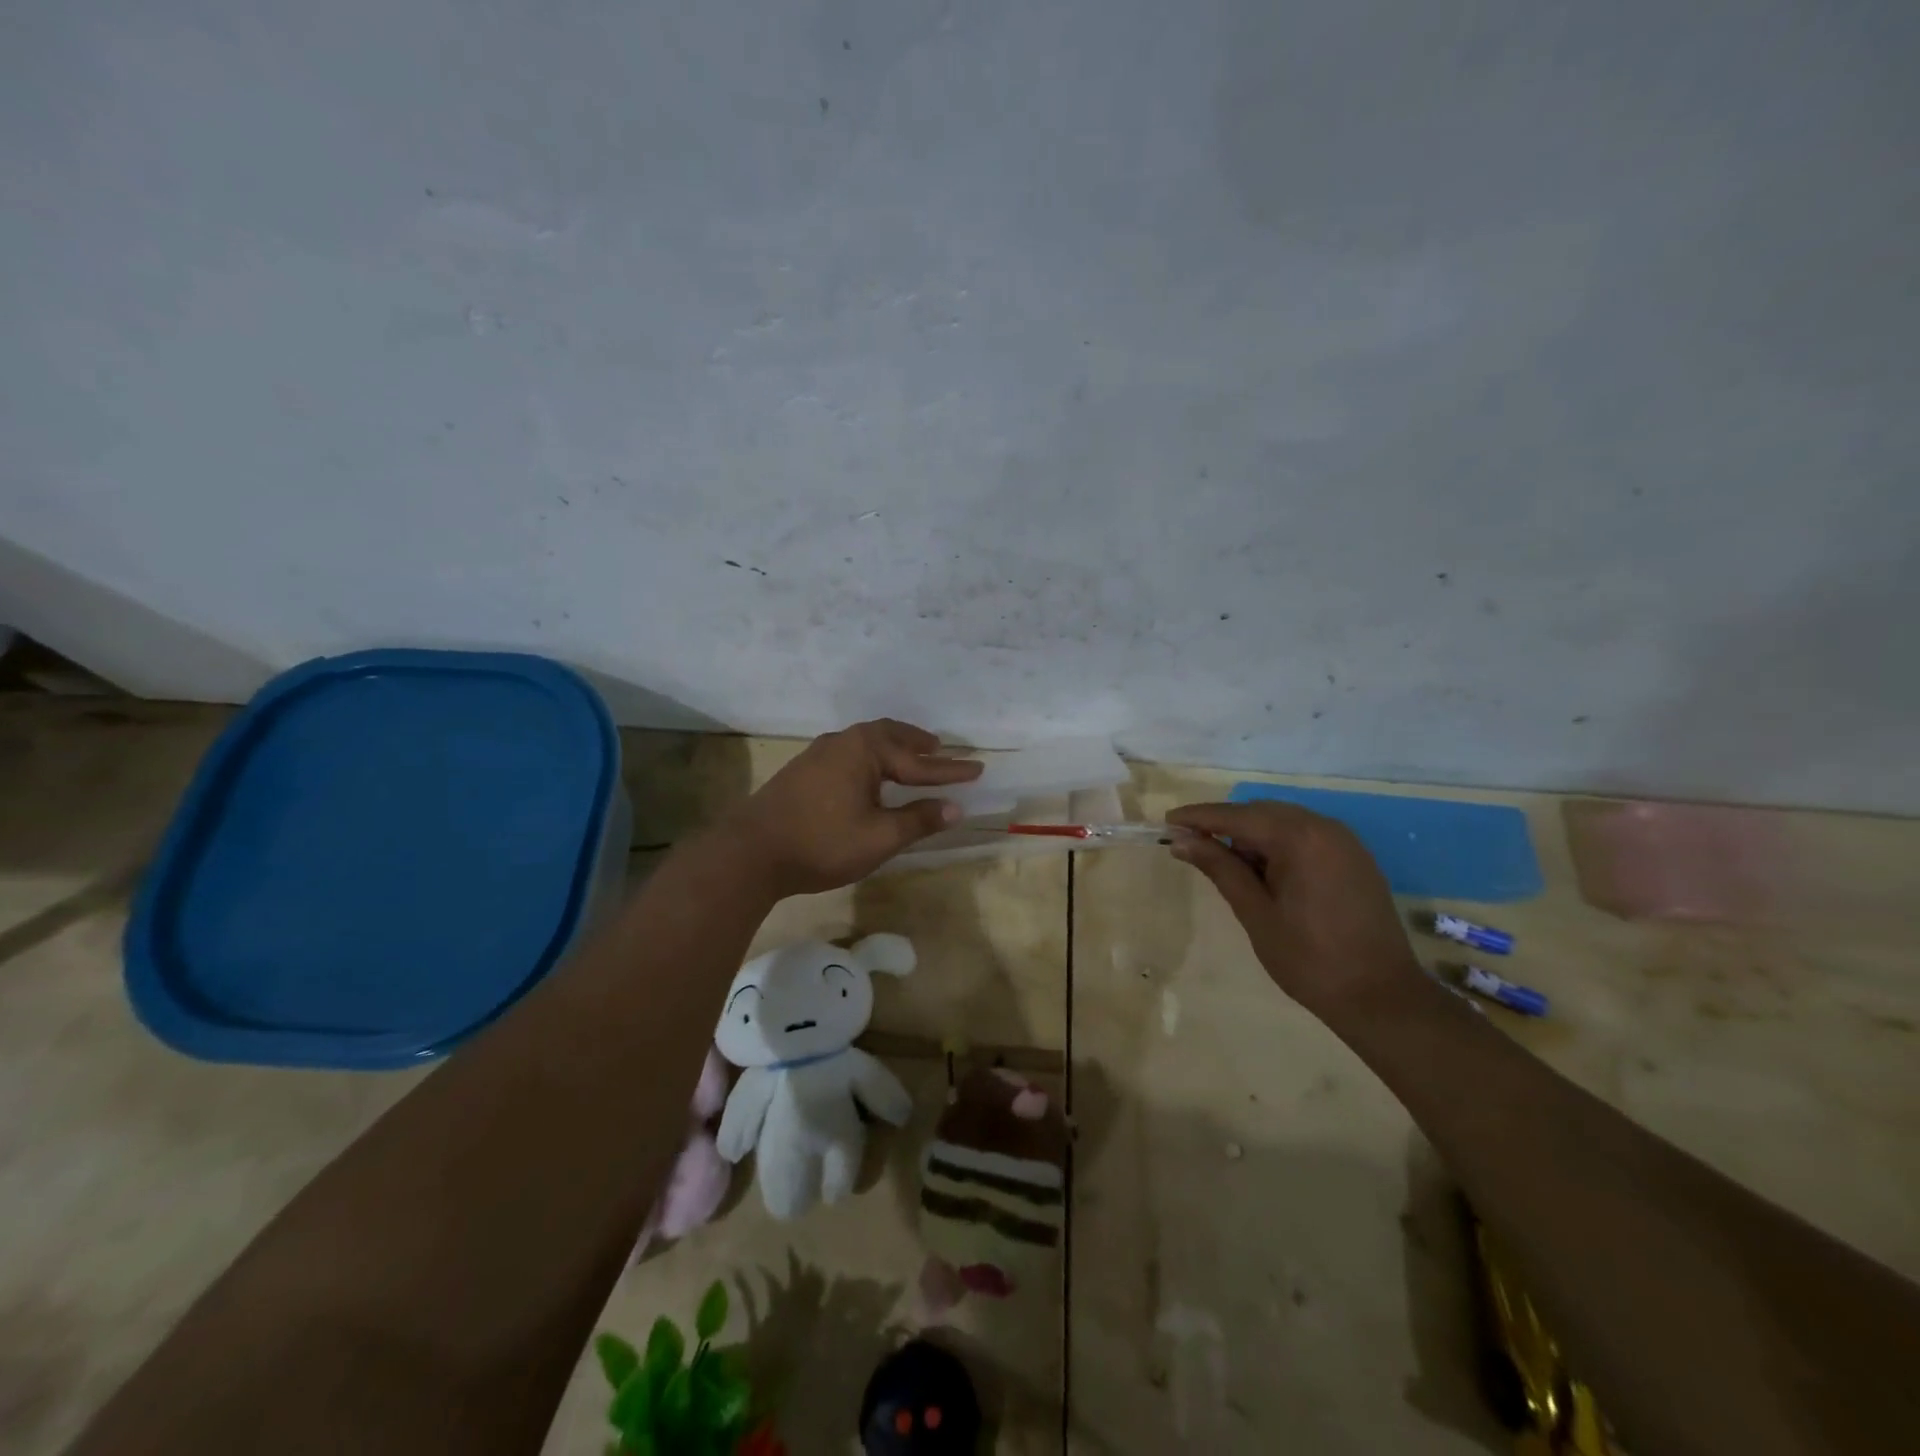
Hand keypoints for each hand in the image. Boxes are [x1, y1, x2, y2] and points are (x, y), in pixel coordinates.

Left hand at [721, 719, 981, 896]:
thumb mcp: (879, 837)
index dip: (951, 770)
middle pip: (891, 737)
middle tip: (942, 749)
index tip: (979, 769)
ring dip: (894, 747)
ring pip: (867, 741)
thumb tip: (956, 808)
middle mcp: (843, 741)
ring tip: (911, 756)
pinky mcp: (804, 769)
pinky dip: (872, 756)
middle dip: (919, 744)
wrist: (750, 852)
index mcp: (866, 750)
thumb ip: (919, 820)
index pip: (920, 762)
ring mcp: (819, 753)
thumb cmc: (822, 843)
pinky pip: (850, 752)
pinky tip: (869, 773)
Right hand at [1165, 801, 1420, 1014]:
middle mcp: (1324, 828)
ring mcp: (1344, 842)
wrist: (1382, 998)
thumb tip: (1181, 841)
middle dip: (1223, 825)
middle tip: (1188, 843)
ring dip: (1250, 836)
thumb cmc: (1310, 959)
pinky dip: (1277, 845)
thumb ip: (1219, 868)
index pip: (1236, 817)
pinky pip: (1305, 837)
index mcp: (1300, 838)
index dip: (1199, 818)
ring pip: (1283, 823)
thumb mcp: (1256, 913)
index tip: (1167, 821)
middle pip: (1260, 813)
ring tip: (1221, 861)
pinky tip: (1261, 869)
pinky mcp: (1354, 859)